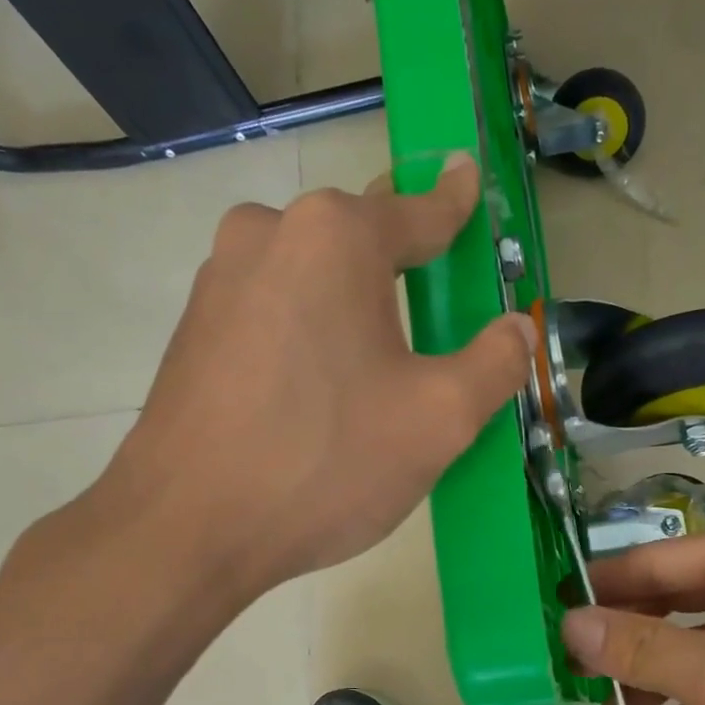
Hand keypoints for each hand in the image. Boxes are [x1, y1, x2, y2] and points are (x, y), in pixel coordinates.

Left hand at [99, 155, 534, 595]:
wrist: (186, 528)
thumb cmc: (326, 462)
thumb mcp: (439, 419)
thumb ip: (495, 363)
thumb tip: (518, 328)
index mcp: (336, 238)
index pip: (418, 210)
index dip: (454, 202)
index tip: (468, 176)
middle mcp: (268, 234)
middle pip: (360, 240)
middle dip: (401, 265)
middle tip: (434, 306)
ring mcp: (220, 280)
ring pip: (312, 277)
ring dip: (351, 305)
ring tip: (377, 367)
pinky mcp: (194, 329)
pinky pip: (275, 311)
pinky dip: (310, 333)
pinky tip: (319, 393)